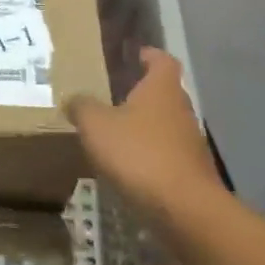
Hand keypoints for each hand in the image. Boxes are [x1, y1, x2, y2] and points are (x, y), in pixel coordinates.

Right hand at [67, 47, 217, 222]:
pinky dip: (150, 156)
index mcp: (162, 88)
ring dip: (145, 127)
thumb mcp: (97, 126)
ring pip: (165, 125)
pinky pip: (167, 155)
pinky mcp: (191, 173)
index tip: (135, 55)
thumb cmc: (139, 153)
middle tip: (114, 95)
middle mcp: (181, 109)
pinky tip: (129, 167)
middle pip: (165, 93)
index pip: (162, 60)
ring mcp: (190, 143)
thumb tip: (73, 98)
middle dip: (142, 93)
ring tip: (117, 134)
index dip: (149, 55)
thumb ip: (82, 107)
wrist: (185, 209)